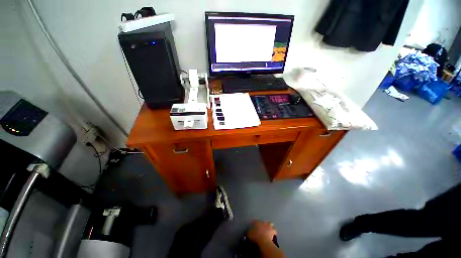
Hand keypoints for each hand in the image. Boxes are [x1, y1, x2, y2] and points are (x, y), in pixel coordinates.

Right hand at [248, 220, 276, 244]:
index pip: (255, 221)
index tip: (253, 226)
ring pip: (270, 224)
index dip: (254, 223)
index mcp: (257, 222)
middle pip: (264, 221)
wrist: (265, 241)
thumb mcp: (249, 234)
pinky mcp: (274, 231)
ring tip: (268, 230)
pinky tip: (272, 234)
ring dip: (270, 226)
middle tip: (262, 227)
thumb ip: (249, 231)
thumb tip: (249, 230)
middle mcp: (263, 222)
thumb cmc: (256, 237)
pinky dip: (273, 232)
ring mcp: (269, 226)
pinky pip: (274, 231)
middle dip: (264, 224)